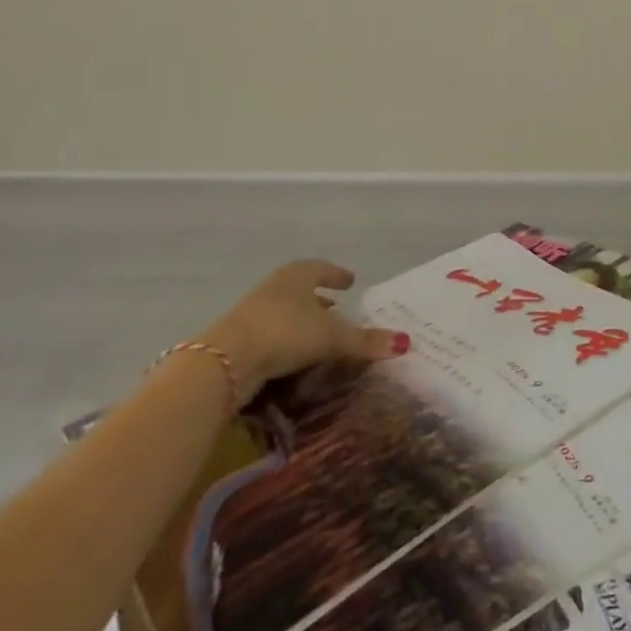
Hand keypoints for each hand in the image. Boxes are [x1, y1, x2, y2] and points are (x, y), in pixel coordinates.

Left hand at [196, 260, 408, 404]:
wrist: (225, 361)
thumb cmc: (285, 333)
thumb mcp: (332, 338)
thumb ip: (365, 341)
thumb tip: (404, 343)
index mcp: (298, 275)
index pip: (322, 268)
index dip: (337, 274)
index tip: (350, 281)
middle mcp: (274, 288)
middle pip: (300, 289)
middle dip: (318, 299)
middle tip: (336, 308)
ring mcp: (252, 313)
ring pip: (283, 312)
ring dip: (300, 322)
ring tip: (316, 335)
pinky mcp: (237, 341)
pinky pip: (269, 336)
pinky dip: (284, 342)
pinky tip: (292, 357)